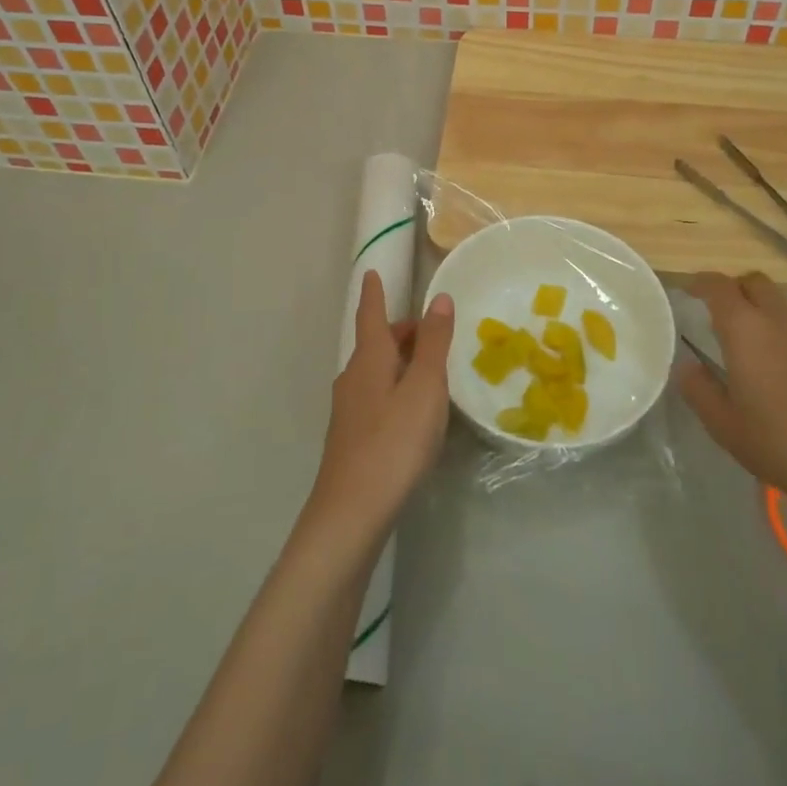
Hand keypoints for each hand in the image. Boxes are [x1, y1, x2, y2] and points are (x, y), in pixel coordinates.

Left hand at [304, 272, 454, 548]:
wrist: (351, 513)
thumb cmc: (394, 441)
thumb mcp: (424, 388)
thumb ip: (433, 343)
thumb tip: (438, 298)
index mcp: (369, 359)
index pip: (370, 315)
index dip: (373, 293)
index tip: (370, 272)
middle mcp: (353, 378)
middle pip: (375, 344)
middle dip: (398, 331)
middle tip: (427, 329)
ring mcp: (348, 410)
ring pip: (375, 371)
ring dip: (398, 361)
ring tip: (426, 368)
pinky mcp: (351, 438)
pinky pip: (375, 396)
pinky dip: (393, 388)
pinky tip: (410, 411)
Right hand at [677, 271, 786, 524]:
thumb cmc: (781, 445)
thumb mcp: (723, 425)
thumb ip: (698, 388)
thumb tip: (688, 366)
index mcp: (747, 330)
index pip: (719, 286)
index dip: (700, 283)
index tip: (688, 290)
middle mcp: (782, 322)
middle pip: (756, 283)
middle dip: (735, 289)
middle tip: (719, 313)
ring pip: (783, 306)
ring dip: (763, 313)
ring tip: (752, 347)